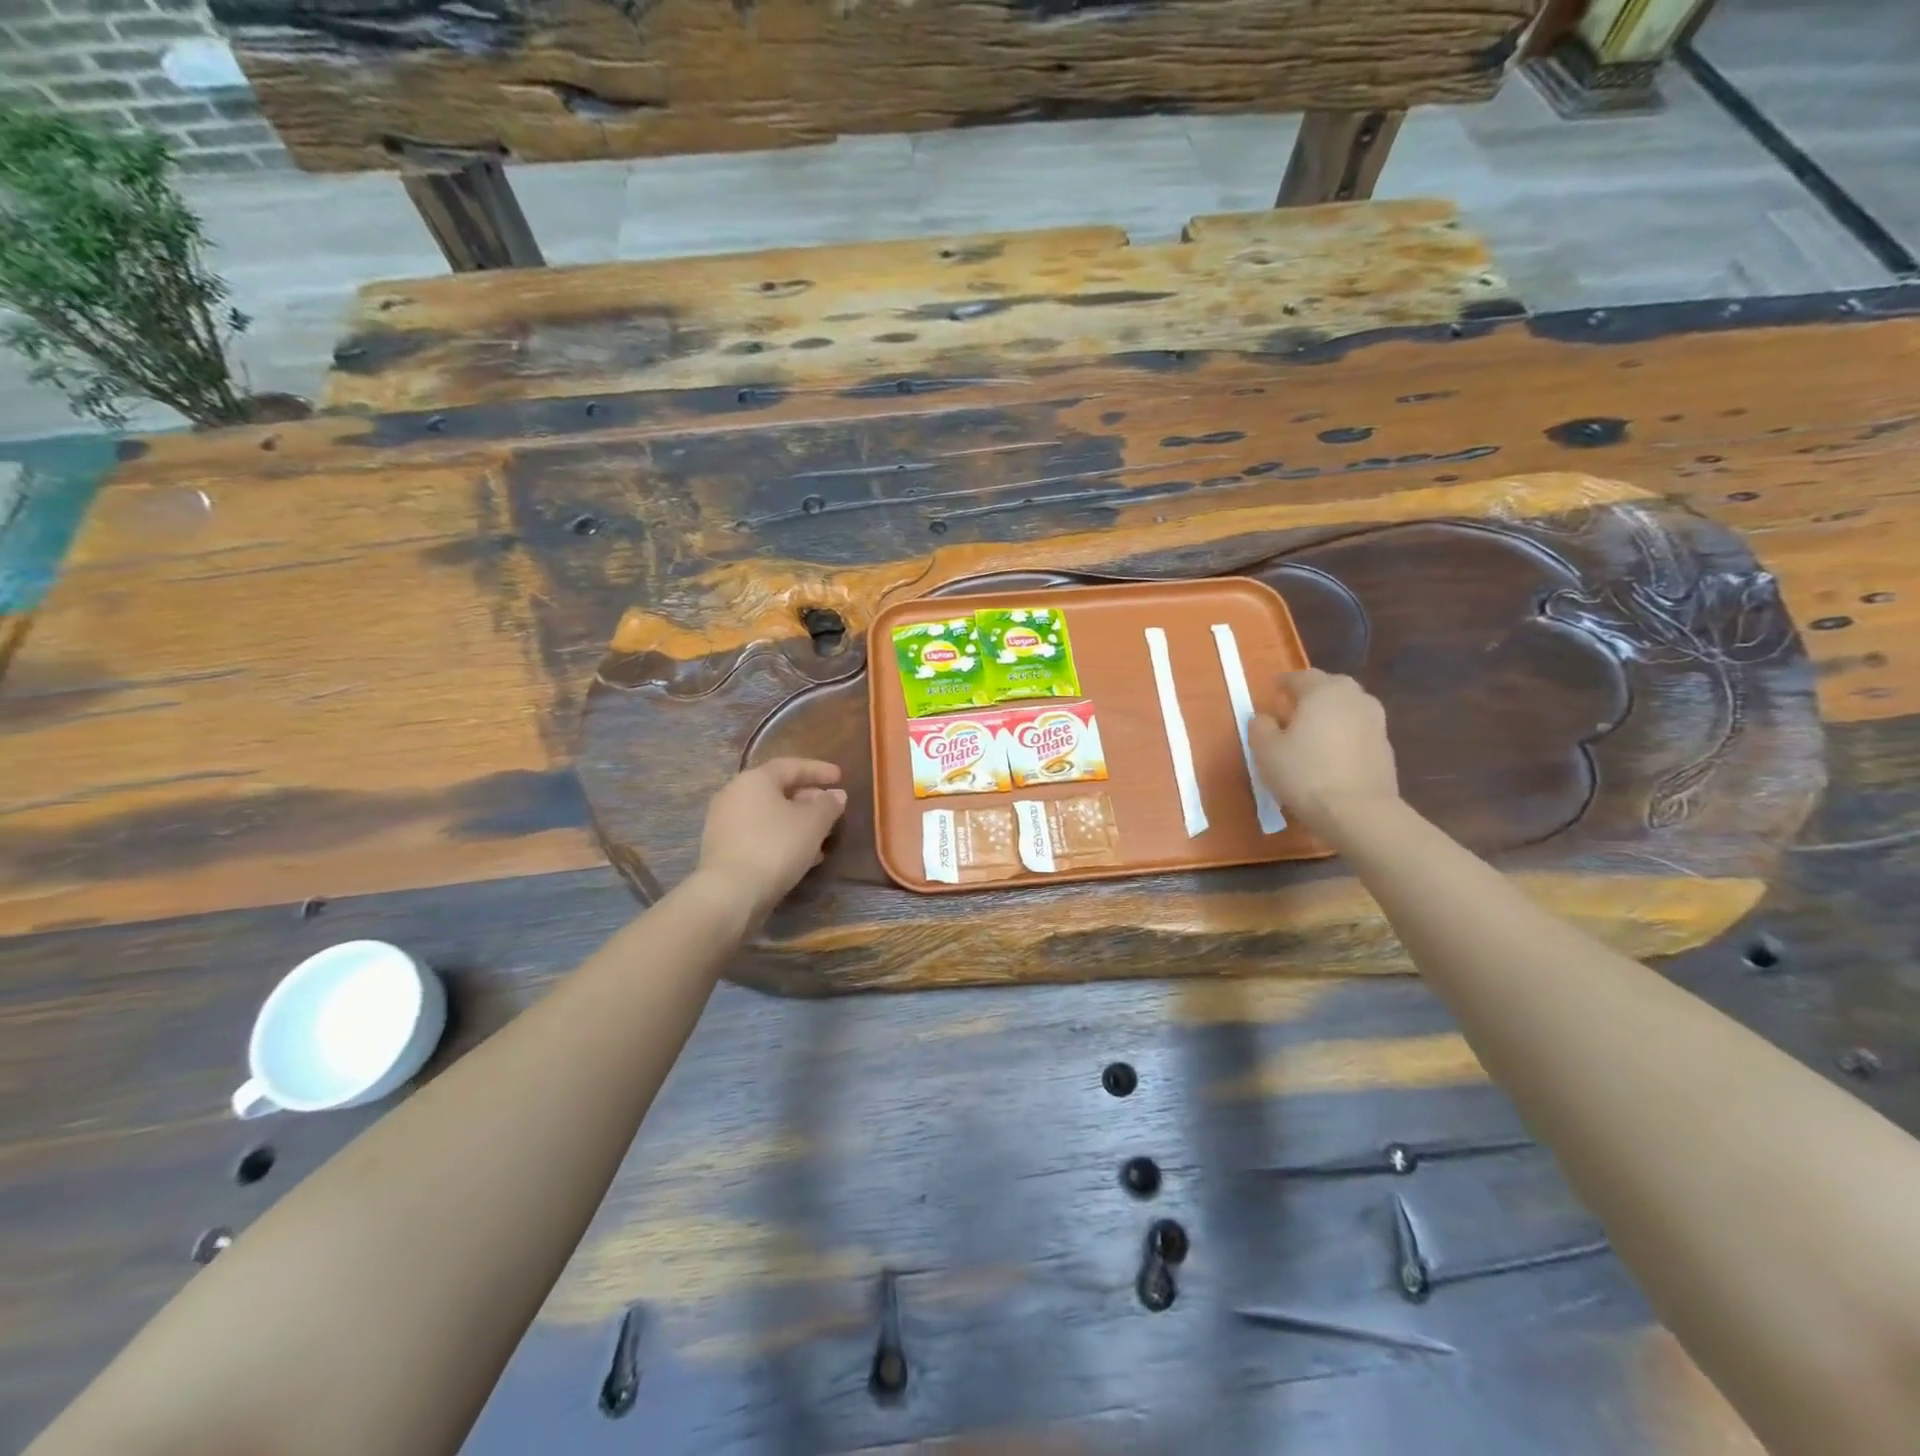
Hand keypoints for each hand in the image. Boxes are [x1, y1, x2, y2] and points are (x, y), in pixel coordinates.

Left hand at [697, 758, 847, 926]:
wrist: (730, 892)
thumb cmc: (776, 846)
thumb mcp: (813, 823)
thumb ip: (828, 805)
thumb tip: (836, 795)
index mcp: (755, 779)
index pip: (791, 766)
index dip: (818, 770)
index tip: (840, 777)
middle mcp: (734, 794)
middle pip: (777, 790)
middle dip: (808, 799)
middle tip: (831, 808)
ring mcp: (724, 822)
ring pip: (769, 815)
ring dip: (796, 822)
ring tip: (821, 836)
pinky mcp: (722, 848)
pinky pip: (759, 834)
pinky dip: (781, 838)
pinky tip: (801, 855)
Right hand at [1249, 670, 1399, 837]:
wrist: (1358, 812)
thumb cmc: (1305, 774)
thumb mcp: (1266, 751)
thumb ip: (1260, 728)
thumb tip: (1263, 718)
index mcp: (1324, 691)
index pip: (1302, 677)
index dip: (1284, 682)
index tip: (1273, 689)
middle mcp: (1354, 698)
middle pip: (1332, 686)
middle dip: (1313, 692)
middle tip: (1295, 706)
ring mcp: (1376, 722)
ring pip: (1349, 708)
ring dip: (1332, 713)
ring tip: (1315, 730)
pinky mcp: (1386, 748)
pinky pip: (1359, 731)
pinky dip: (1345, 734)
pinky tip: (1332, 753)